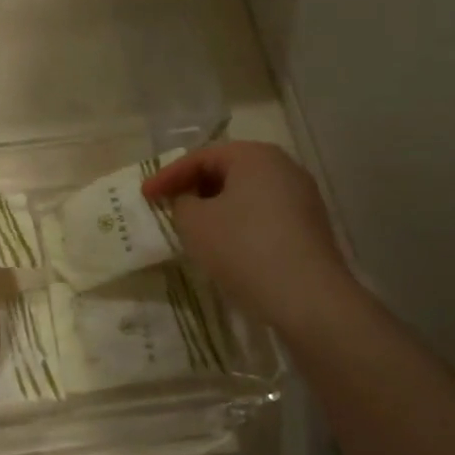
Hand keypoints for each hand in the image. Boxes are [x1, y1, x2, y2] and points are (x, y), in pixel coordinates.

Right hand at [141, 142, 356, 336]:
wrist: (307, 299)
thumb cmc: (244, 249)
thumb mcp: (194, 223)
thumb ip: (181, 203)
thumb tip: (190, 202)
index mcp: (255, 155)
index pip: (201, 157)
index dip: (167, 176)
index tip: (145, 196)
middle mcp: (284, 167)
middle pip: (226, 171)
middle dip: (193, 188)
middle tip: (168, 207)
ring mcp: (302, 197)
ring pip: (245, 194)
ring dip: (215, 207)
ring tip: (192, 228)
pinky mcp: (309, 227)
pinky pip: (262, 214)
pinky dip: (238, 223)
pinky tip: (224, 245)